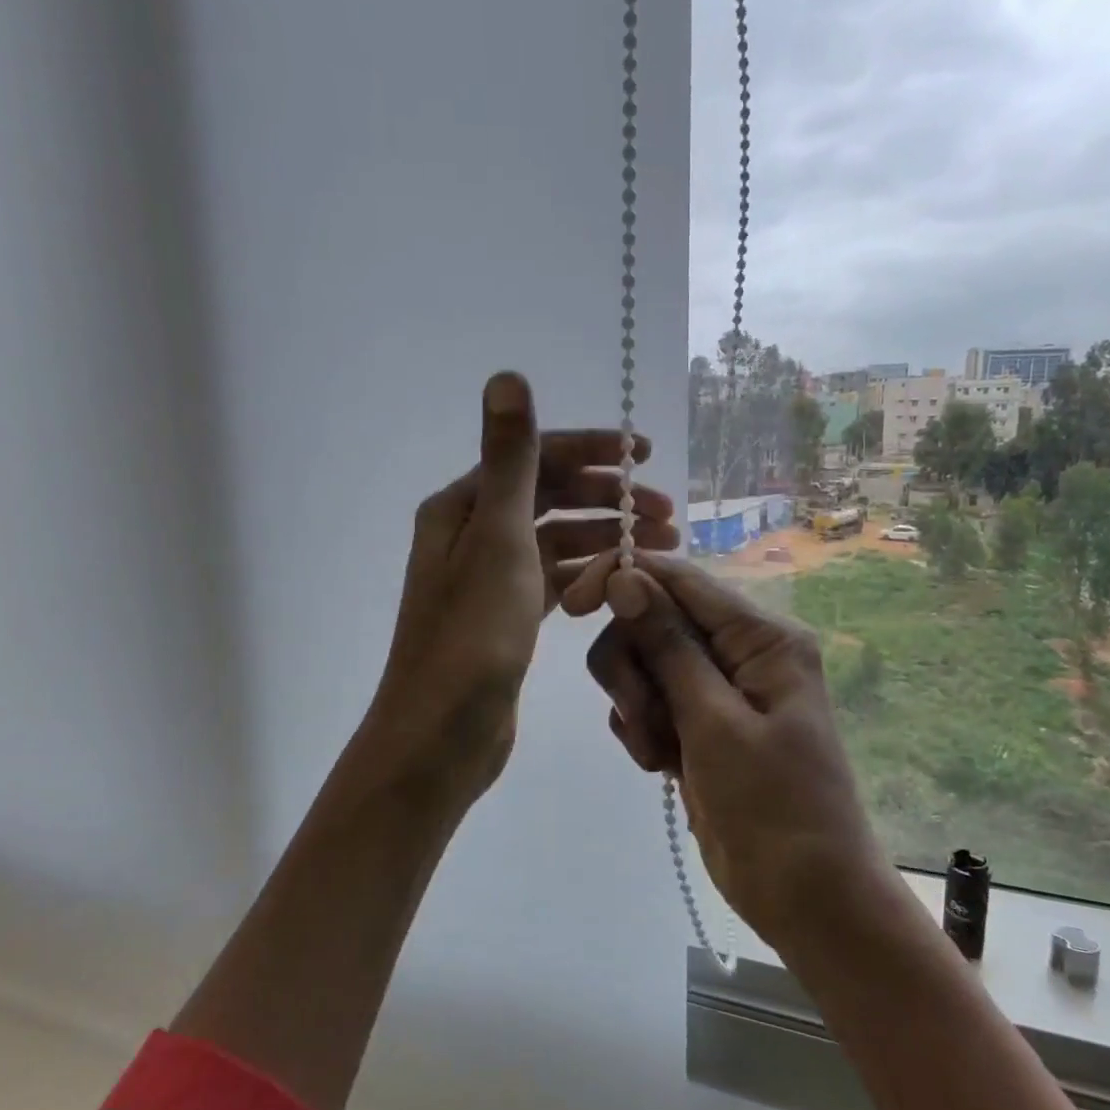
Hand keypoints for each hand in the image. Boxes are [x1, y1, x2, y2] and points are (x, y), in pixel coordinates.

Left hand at [363, 373, 677, 809]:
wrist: (442, 734)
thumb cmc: (472, 635)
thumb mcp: (497, 539)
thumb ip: (510, 459)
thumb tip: (506, 375)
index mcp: (463, 507)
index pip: (535, 458)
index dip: (592, 450)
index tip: (645, 456)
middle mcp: (472, 535)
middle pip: (550, 498)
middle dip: (608, 499)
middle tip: (667, 514)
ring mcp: (490, 579)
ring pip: (557, 542)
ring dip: (605, 538)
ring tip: (661, 550)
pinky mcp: (506, 617)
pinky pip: (554, 580)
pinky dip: (587, 574)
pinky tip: (621, 580)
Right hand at [562, 550, 886, 946]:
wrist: (804, 898)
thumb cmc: (774, 807)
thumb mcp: (715, 722)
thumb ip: (668, 646)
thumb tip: (626, 576)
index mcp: (762, 637)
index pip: (680, 578)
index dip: (624, 578)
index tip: (572, 605)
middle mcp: (740, 652)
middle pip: (653, 621)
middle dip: (633, 666)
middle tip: (643, 718)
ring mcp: (717, 690)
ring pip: (644, 664)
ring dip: (637, 706)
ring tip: (659, 755)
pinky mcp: (699, 724)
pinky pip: (650, 703)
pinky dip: (644, 731)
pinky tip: (662, 768)